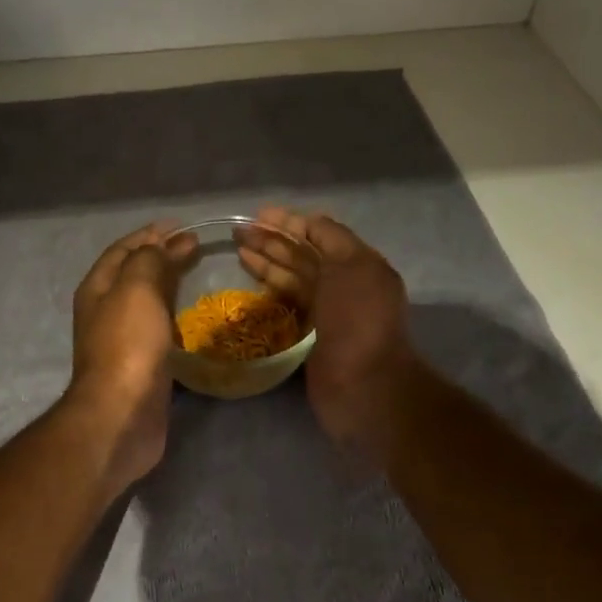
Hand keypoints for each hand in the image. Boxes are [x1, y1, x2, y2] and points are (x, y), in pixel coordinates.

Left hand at [68, 222, 194, 486]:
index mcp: (98, 289)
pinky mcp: (142, 367)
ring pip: (146, 304)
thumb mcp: (137, 289)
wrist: (122, 415)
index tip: (182, 226)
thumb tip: (170, 243)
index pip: (123, 250)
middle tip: (196, 248)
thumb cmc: (128, 346)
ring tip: (198, 277)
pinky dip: (175, 318)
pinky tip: (194, 321)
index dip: (150, 234)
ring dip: (168, 287)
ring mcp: (122, 342)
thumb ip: (150, 261)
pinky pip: (159, 332)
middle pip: (133, 275)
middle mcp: (105, 312)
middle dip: (161, 258)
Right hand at [239, 207, 419, 457]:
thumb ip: (332, 239)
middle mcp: (343, 285)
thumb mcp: (352, 267)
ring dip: (266, 264)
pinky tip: (249, 284)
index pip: (321, 234)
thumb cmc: (358, 321)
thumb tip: (309, 223)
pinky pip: (287, 307)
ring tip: (238, 251)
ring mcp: (326, 313)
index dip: (290, 222)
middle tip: (237, 232)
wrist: (363, 386)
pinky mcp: (309, 338)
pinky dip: (269, 293)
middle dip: (272, 241)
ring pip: (292, 280)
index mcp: (358, 265)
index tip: (259, 215)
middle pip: (303, 256)